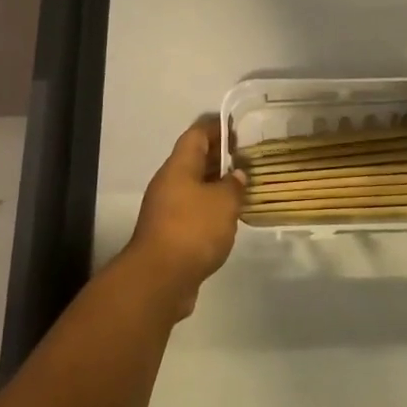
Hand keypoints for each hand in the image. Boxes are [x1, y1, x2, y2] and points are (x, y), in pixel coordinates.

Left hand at [122, 118, 245, 318]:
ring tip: (242, 189)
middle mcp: (169, 182)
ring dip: (216, 185)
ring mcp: (166, 209)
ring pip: (194, 187)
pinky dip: (210, 209)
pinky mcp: (169, 234)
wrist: (159, 280)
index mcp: (178, 166)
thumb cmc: (192, 229)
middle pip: (194, 159)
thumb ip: (234, 185)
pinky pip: (192, 210)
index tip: (238, 128)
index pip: (197, 134)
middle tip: (247, 159)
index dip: (217, 127)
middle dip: (219, 157)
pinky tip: (228, 218)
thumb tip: (237, 175)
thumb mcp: (223, 202)